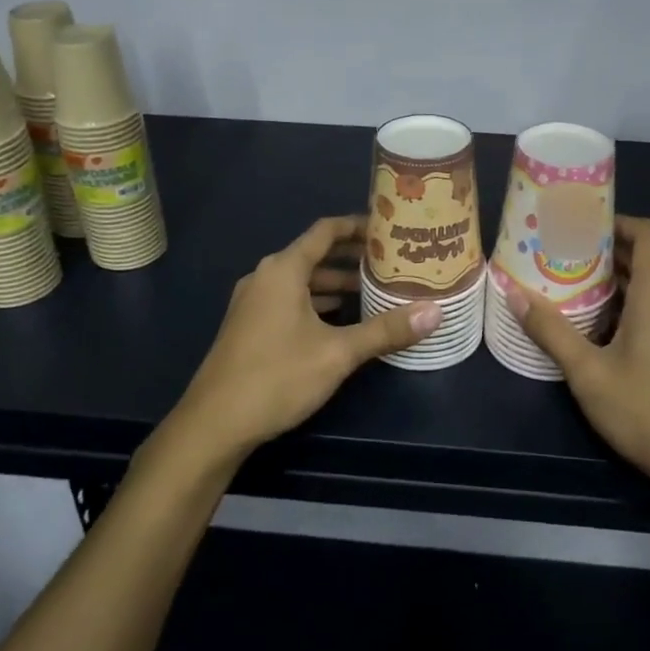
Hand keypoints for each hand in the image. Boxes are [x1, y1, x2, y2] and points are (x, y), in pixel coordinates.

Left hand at [171, 215, 441, 459]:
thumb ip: (385, 330)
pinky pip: (289, 300)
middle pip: (314, 255)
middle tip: (391, 262)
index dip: (357, 226)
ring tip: (374, 291)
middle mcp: (265, 277)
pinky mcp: (249, 326)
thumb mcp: (338, 353)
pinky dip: (317, 302)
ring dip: (335, 283)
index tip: (389, 229)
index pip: (325, 231)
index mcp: (283, 270)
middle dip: (352, 258)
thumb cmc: (277, 377)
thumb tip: (435, 312)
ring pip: (302, 281)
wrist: (214, 424)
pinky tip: (341, 321)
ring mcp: (253, 303)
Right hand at [507, 216, 649, 509]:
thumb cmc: (649, 412)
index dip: (618, 220)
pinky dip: (623, 308)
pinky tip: (593, 330)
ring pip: (647, 289)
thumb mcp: (589, 373)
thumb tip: (513, 292)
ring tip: (568, 285)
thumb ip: (551, 331)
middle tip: (560, 253)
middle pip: (644, 259)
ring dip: (611, 283)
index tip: (581, 224)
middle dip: (603, 251)